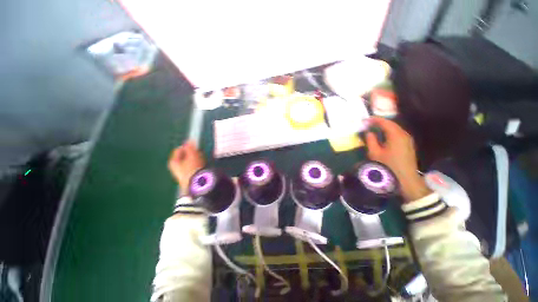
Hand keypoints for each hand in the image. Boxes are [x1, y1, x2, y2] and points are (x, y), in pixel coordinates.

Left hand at [168, 141, 204, 193]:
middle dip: (191, 153)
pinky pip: (192, 168)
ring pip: (188, 162)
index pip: (178, 150)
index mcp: (173, 162)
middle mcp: (175, 168)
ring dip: (195, 159)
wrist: (196, 184)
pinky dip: (196, 165)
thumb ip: (190, 147)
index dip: (186, 146)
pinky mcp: (188, 178)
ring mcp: (181, 174)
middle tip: (198, 152)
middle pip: (183, 156)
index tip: (194, 145)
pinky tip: (201, 165)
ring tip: (201, 158)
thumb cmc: (193, 168)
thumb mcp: (192, 155)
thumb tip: (189, 140)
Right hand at [365, 117, 430, 201]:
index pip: (385, 123)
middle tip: (370, 123)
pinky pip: (398, 134)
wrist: (405, 178)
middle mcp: (404, 135)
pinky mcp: (408, 145)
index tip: (366, 119)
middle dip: (380, 122)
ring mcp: (408, 140)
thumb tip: (369, 132)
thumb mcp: (375, 153)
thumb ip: (371, 140)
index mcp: (396, 135)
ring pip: (396, 129)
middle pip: (392, 124)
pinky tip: (384, 136)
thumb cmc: (388, 166)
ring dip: (385, 127)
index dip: (375, 120)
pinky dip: (390, 132)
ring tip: (375, 128)